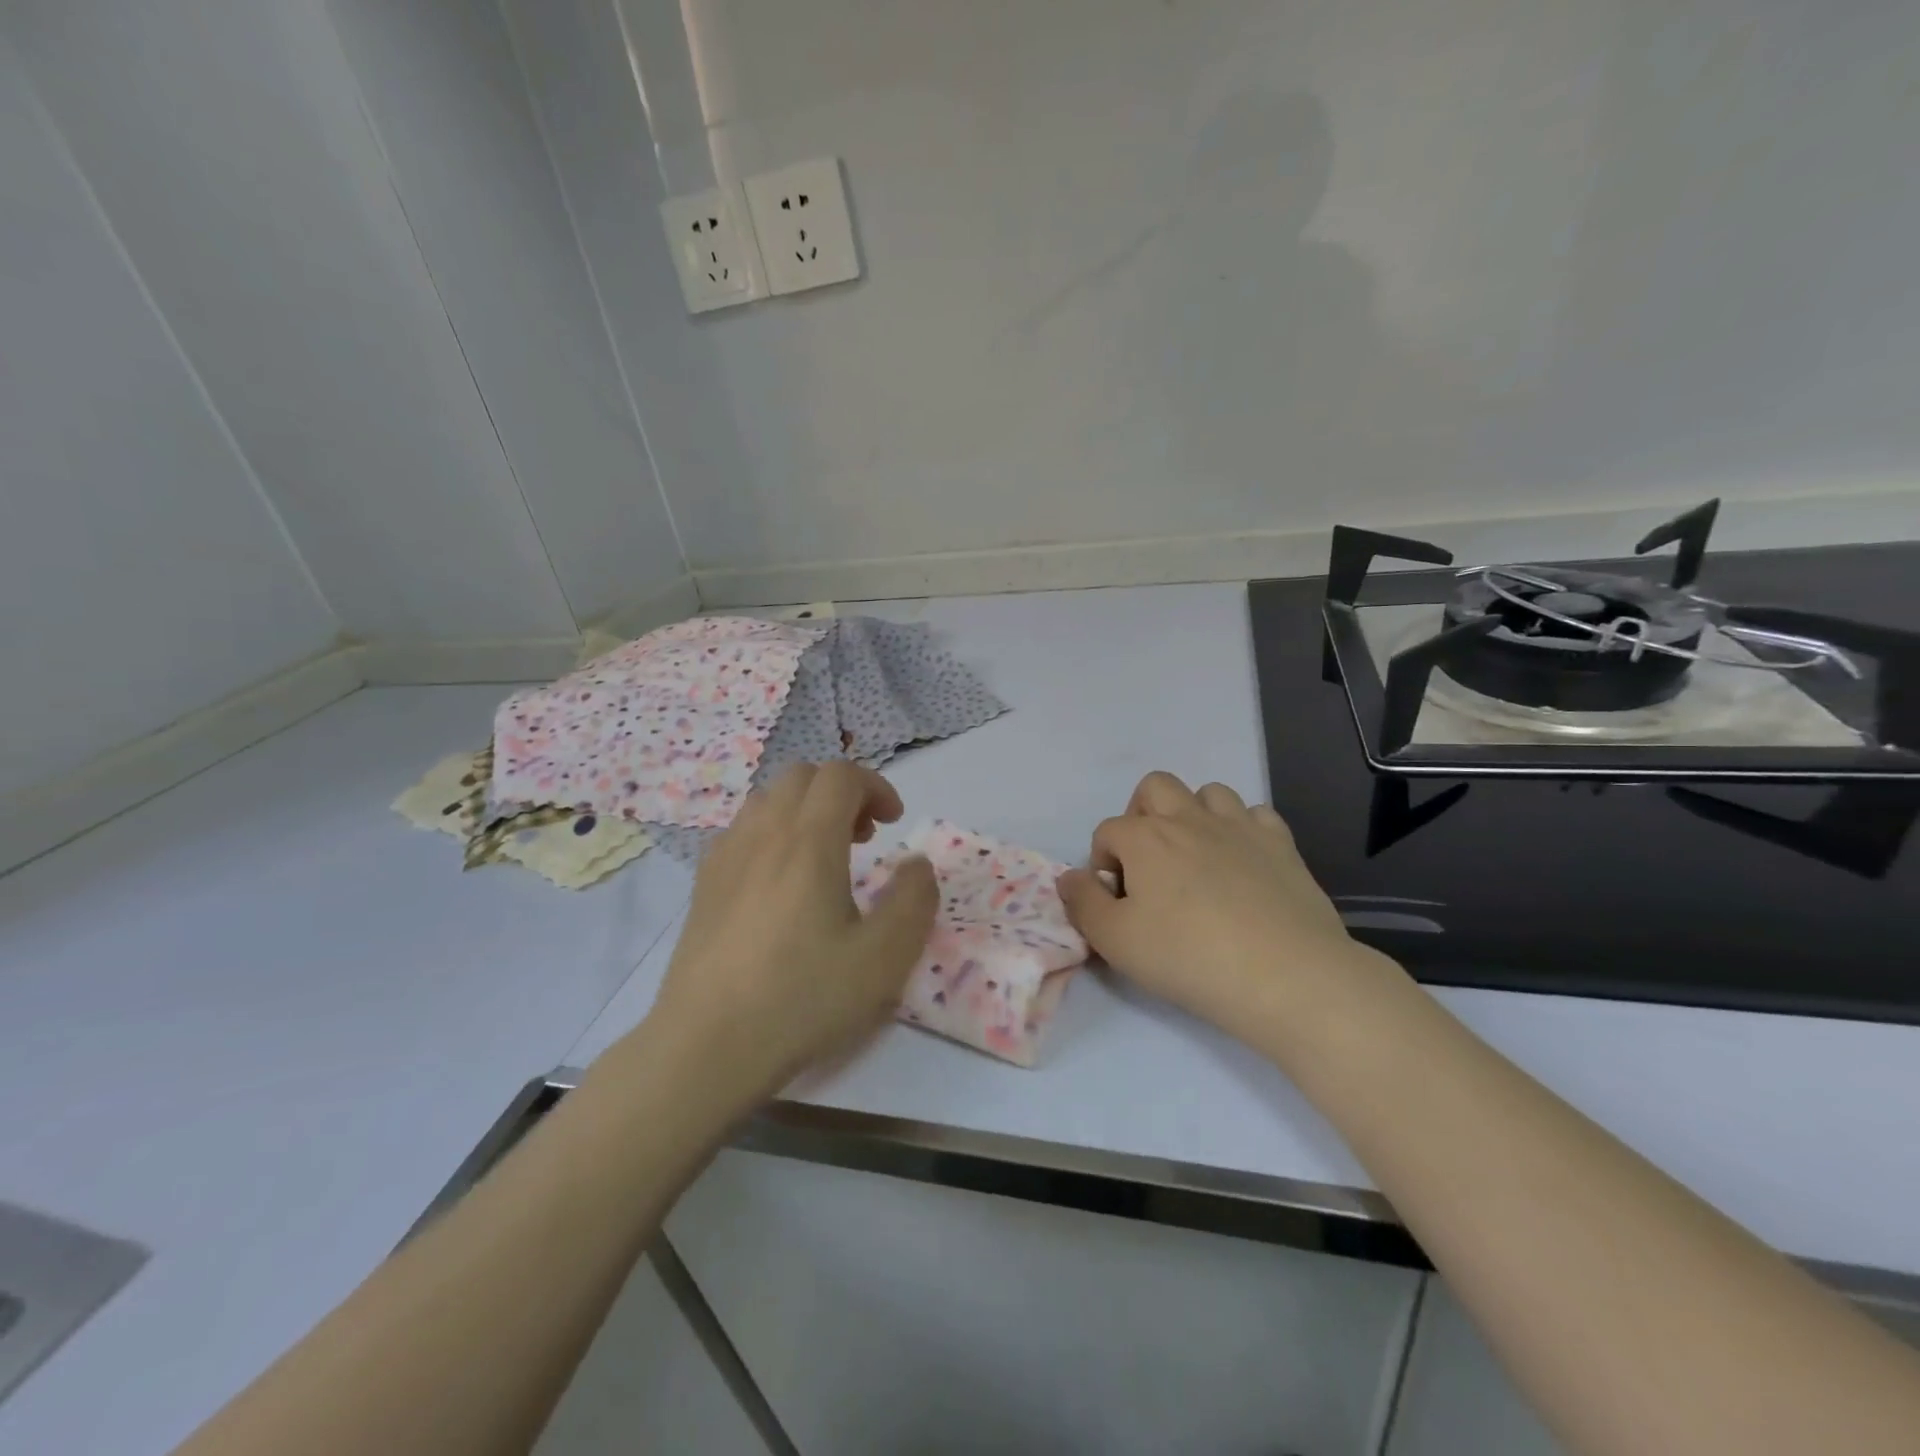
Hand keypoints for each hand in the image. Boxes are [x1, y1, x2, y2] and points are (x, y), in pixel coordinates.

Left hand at [642, 763, 938, 1106]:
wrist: (708, 1046)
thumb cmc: (803, 997)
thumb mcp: (884, 958)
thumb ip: (913, 900)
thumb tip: (915, 865)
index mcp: (808, 841)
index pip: (842, 775)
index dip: (876, 786)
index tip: (893, 825)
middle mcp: (763, 834)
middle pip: (803, 776)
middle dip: (842, 792)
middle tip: (864, 837)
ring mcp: (726, 856)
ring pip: (768, 799)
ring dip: (805, 810)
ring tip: (824, 858)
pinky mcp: (704, 884)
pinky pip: (743, 830)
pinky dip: (773, 833)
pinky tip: (781, 884)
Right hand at [1056, 771, 1357, 1032]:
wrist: (1286, 976)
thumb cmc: (1189, 958)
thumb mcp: (1115, 942)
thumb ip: (1083, 903)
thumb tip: (1069, 877)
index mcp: (1145, 838)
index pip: (1107, 832)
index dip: (1103, 864)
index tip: (1118, 903)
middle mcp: (1189, 819)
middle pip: (1155, 787)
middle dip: (1142, 816)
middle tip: (1149, 864)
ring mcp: (1239, 826)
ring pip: (1208, 792)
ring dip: (1193, 816)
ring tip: (1196, 859)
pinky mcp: (1281, 844)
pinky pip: (1255, 814)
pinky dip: (1242, 830)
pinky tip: (1242, 863)